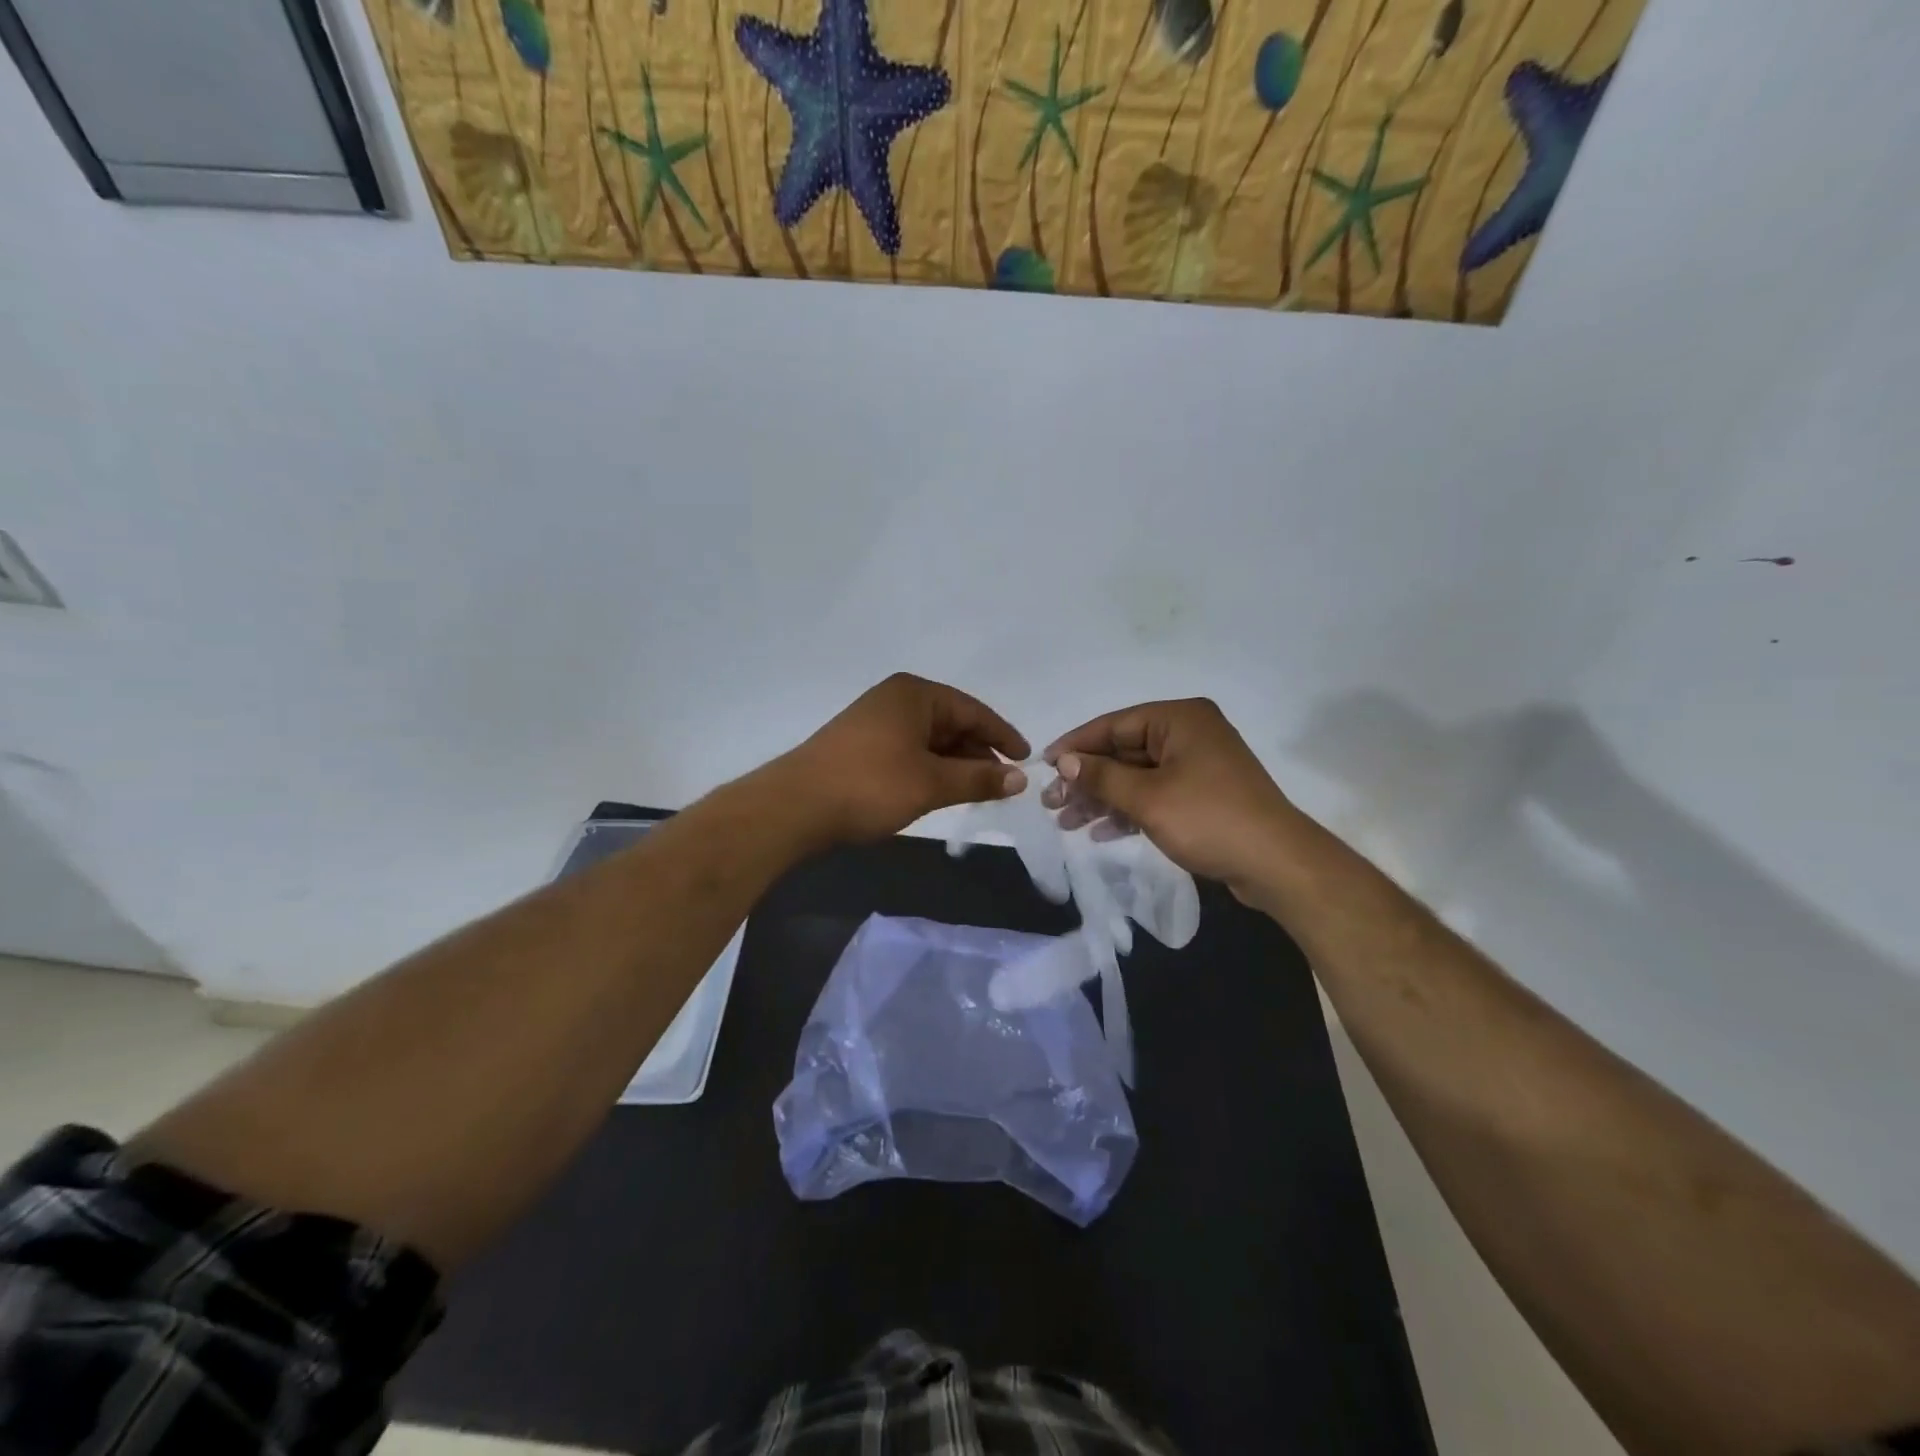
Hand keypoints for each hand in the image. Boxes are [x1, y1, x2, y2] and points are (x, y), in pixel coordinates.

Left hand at [781, 673, 1029, 844]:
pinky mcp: (860, 745)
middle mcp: (895, 699)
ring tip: (975, 792)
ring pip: (930, 740)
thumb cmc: (870, 785)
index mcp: (915, 694)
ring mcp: (874, 721)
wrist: (795, 806)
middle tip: (1002, 784)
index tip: (1026, 760)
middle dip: (978, 753)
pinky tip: (939, 790)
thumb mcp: (932, 783)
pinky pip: (909, 750)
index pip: (973, 710)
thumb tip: (1021, 778)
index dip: (1002, 735)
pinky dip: (930, 769)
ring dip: (954, 764)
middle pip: (951, 723)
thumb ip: (979, 779)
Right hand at [1041, 698, 1307, 900]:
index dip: (1075, 746)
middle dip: (1087, 780)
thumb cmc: (1209, 819)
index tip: (1043, 766)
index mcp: (1179, 719)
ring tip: (1067, 823)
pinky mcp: (1203, 795)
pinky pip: (1155, 794)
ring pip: (1136, 776)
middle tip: (1051, 804)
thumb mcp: (1147, 798)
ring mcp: (1198, 765)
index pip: (1114, 725)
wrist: (1277, 864)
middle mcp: (1189, 734)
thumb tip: (1063, 762)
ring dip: (1102, 799)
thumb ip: (1101, 776)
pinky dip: (1129, 811)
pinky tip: (1101, 832)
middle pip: (1123, 752)